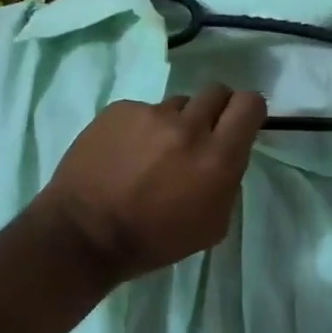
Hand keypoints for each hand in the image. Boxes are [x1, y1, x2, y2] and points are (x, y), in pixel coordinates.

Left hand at [39, 84, 266, 283]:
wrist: (82, 235)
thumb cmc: (153, 240)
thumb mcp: (212, 225)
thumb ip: (228, 180)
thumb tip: (227, 153)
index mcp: (217, 157)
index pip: (250, 104)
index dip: (248, 111)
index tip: (238, 124)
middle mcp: (189, 127)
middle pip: (217, 92)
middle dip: (214, 110)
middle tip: (199, 135)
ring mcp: (151, 114)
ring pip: (178, 103)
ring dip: (175, 122)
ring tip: (153, 151)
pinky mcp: (120, 109)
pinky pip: (143, 109)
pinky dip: (140, 127)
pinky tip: (125, 153)